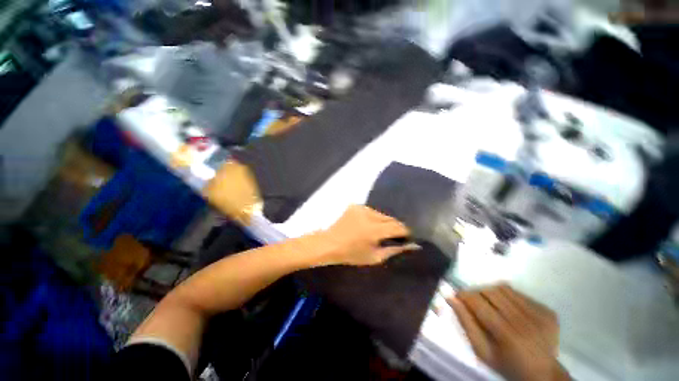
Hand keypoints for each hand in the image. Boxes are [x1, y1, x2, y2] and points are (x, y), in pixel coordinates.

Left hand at [316, 205, 420, 265]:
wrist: (329, 243)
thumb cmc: (351, 254)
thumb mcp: (375, 257)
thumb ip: (394, 250)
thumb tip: (412, 245)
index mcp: (374, 230)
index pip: (397, 227)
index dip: (404, 232)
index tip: (406, 237)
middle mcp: (369, 215)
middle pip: (390, 218)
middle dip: (394, 227)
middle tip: (393, 236)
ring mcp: (361, 208)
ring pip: (381, 214)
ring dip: (383, 222)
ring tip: (379, 231)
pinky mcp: (355, 205)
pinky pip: (371, 211)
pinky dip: (373, 217)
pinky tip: (367, 225)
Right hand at [448, 284, 569, 380]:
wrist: (543, 374)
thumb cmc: (507, 365)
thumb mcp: (482, 351)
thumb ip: (466, 324)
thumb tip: (451, 298)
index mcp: (507, 335)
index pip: (478, 303)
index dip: (464, 295)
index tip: (456, 296)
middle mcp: (525, 321)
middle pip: (491, 291)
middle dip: (476, 292)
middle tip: (472, 301)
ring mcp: (540, 314)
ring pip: (504, 288)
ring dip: (491, 292)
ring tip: (489, 303)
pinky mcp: (548, 311)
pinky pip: (519, 294)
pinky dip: (507, 296)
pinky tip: (508, 308)